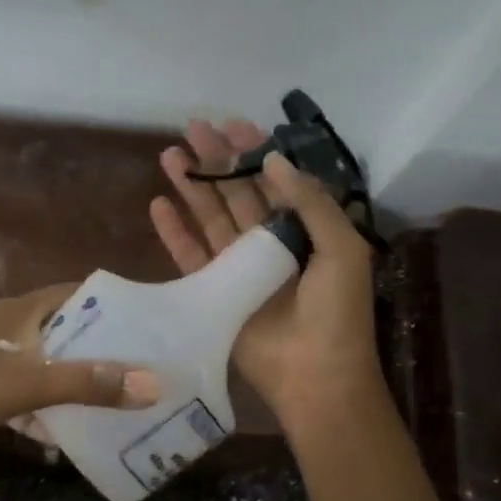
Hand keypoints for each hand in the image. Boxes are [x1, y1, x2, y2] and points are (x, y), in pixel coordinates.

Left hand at [0, 285, 158, 463]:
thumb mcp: (30, 383)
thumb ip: (88, 383)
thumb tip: (153, 384)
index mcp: (25, 309)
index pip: (81, 293)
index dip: (116, 306)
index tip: (149, 328)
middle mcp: (13, 325)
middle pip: (69, 331)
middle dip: (102, 352)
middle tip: (141, 374)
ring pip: (47, 364)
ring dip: (74, 383)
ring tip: (113, 405)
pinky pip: (25, 390)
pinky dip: (44, 407)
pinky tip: (62, 436)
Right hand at [150, 119, 382, 429]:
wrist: (315, 376)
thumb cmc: (337, 312)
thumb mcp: (342, 249)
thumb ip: (310, 202)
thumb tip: (274, 160)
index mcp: (303, 231)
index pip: (274, 182)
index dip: (254, 153)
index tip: (233, 125)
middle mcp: (268, 243)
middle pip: (236, 193)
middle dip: (216, 160)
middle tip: (192, 128)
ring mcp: (237, 267)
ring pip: (210, 217)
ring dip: (190, 186)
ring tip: (169, 155)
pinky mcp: (213, 290)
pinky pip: (189, 254)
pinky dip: (174, 231)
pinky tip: (159, 205)